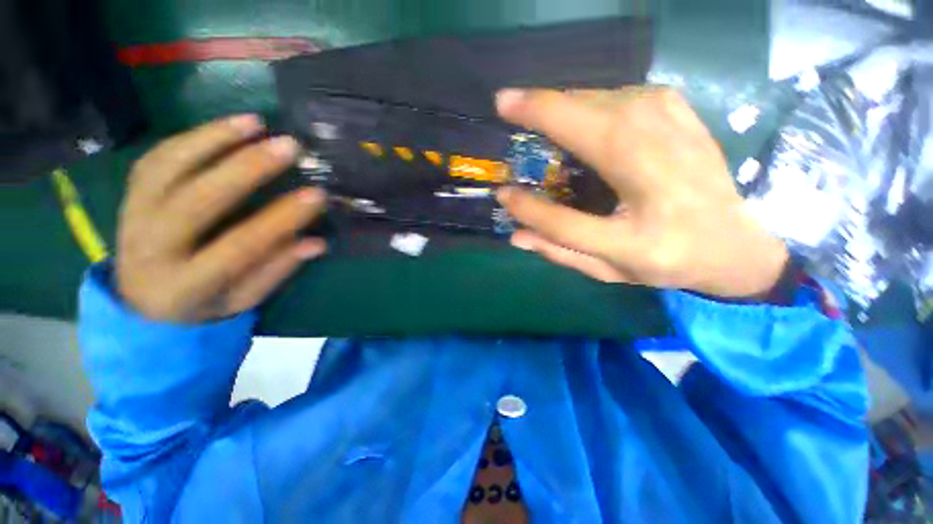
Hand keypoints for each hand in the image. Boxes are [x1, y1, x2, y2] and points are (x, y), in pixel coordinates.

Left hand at [116, 115, 327, 322]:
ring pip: (168, 168)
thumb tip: (315, 243)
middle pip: (197, 200)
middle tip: (289, 147)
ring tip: (256, 123)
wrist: (141, 301)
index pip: (240, 245)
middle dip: (247, 168)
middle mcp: (152, 248)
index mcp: (185, 285)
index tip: (317, 196)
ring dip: (213, 139)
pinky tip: (225, 127)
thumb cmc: (202, 303)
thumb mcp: (243, 299)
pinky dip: (192, 138)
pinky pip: (157, 158)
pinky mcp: (129, 194)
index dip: (282, 219)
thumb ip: (276, 270)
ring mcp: (132, 216)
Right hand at [495, 88, 788, 299]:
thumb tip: (516, 235)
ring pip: (596, 98)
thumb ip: (560, 249)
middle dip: (536, 108)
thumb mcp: (609, 268)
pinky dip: (586, 102)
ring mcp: (670, 123)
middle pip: (582, 121)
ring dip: (560, 105)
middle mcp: (658, 166)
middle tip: (505, 106)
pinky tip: (577, 119)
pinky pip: (615, 94)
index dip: (528, 206)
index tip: (502, 192)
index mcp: (642, 229)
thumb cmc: (667, 260)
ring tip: (536, 118)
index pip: (566, 218)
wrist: (734, 243)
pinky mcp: (674, 107)